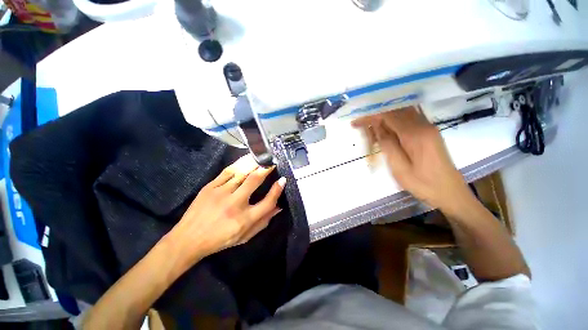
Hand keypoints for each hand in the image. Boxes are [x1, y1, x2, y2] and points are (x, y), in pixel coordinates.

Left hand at [166, 155, 285, 267]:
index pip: (267, 201)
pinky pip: (227, 171)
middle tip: (272, 163)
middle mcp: (234, 204)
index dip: (277, 190)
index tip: (283, 180)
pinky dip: (239, 164)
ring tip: (261, 158)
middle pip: (254, 181)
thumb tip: (279, 207)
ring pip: (241, 172)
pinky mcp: (209, 187)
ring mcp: (220, 193)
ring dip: (254, 163)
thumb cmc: (220, 239)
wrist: (188, 239)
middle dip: (266, 169)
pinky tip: (246, 160)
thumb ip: (263, 221)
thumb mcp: (245, 236)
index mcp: (244, 219)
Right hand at [352, 106, 475, 215]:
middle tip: (359, 126)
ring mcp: (428, 127)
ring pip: (401, 114)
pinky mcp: (428, 132)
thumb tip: (376, 127)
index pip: (388, 116)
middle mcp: (423, 125)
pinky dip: (393, 122)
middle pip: (395, 112)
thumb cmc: (423, 184)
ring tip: (369, 129)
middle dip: (375, 116)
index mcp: (416, 134)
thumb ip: (387, 145)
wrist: (450, 192)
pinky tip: (385, 130)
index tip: (355, 123)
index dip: (370, 117)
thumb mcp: (400, 168)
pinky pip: (408, 120)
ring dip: (383, 118)